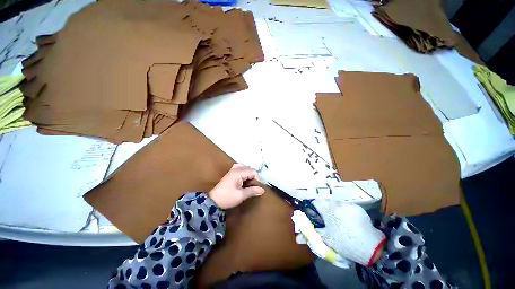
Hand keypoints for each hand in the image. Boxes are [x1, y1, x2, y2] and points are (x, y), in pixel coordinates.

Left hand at [208, 164, 264, 208]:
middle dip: (254, 177)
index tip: (258, 188)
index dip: (257, 179)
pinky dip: (243, 171)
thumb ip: (252, 191)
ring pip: (245, 168)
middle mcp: (236, 169)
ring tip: (250, 182)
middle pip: (249, 169)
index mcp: (239, 173)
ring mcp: (232, 170)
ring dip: (249, 174)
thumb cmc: (227, 197)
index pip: (253, 172)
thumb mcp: (241, 195)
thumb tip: (262, 190)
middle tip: (254, 186)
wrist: (213, 201)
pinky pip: (239, 168)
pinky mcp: (230, 174)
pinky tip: (243, 177)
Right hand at [294, 199, 384, 266]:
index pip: (315, 202)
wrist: (373, 248)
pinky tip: (348, 223)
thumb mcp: (326, 239)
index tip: (315, 217)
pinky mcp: (358, 208)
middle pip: (325, 203)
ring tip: (338, 224)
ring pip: (335, 205)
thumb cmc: (345, 243)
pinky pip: (345, 207)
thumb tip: (297, 237)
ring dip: (333, 211)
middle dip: (323, 211)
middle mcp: (338, 203)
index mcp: (329, 208)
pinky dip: (343, 213)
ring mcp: (349, 205)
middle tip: (326, 223)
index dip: (312, 209)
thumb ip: (311, 234)